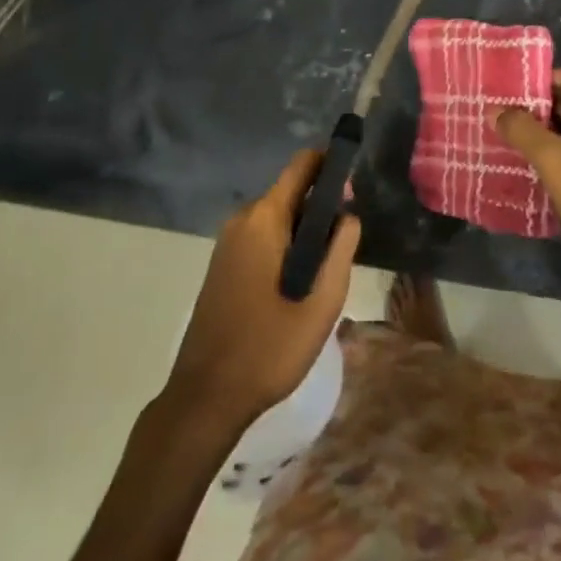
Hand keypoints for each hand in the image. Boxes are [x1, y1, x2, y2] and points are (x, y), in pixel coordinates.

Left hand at [162, 150, 360, 430]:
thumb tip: (348, 214)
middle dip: (321, 207)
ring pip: (277, 218)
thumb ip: (341, 249)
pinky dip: (284, 246)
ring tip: (326, 268)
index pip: (302, 165)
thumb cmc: (269, 348)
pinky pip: (261, 237)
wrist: (205, 397)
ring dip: (304, 231)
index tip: (356, 181)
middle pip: (291, 192)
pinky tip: (298, 283)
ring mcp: (228, 241)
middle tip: (347, 242)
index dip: (331, 163)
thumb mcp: (321, 302)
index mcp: (265, 218)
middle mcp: (243, 219)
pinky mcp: (222, 263)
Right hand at [496, 69, 560, 326]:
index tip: (509, 88)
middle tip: (501, 114)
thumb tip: (495, 109)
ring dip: (544, 135)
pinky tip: (532, 171)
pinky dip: (556, 159)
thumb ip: (523, 131)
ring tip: (508, 140)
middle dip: (537, 108)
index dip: (541, 78)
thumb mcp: (555, 162)